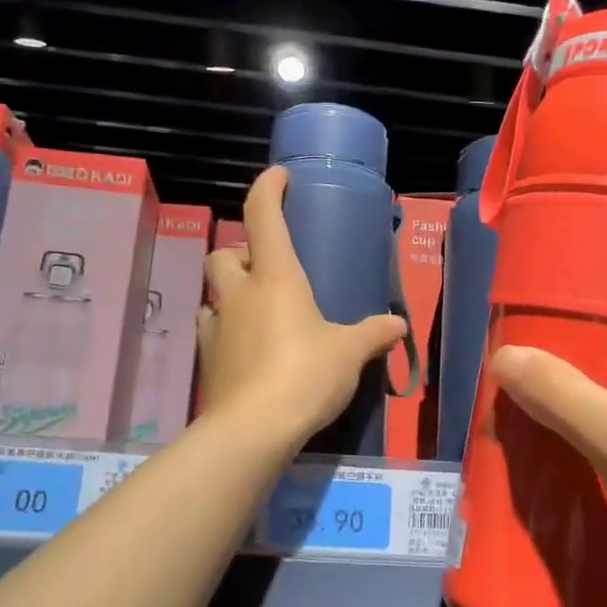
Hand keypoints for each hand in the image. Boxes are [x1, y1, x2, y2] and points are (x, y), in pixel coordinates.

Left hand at [196, 167, 407, 448]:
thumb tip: (397, 325)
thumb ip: (372, 334)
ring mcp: (218, 327)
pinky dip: (226, 329)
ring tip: (257, 310)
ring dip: (231, 292)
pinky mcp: (208, 360)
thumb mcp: (348, 353)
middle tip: (268, 267)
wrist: (253, 429)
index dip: (267, 189)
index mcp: (276, 278)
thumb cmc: (305, 375)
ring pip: (213, 293)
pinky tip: (247, 347)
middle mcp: (240, 294)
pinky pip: (212, 330)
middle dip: (241, 252)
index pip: (262, 216)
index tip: (278, 177)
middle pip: (224, 254)